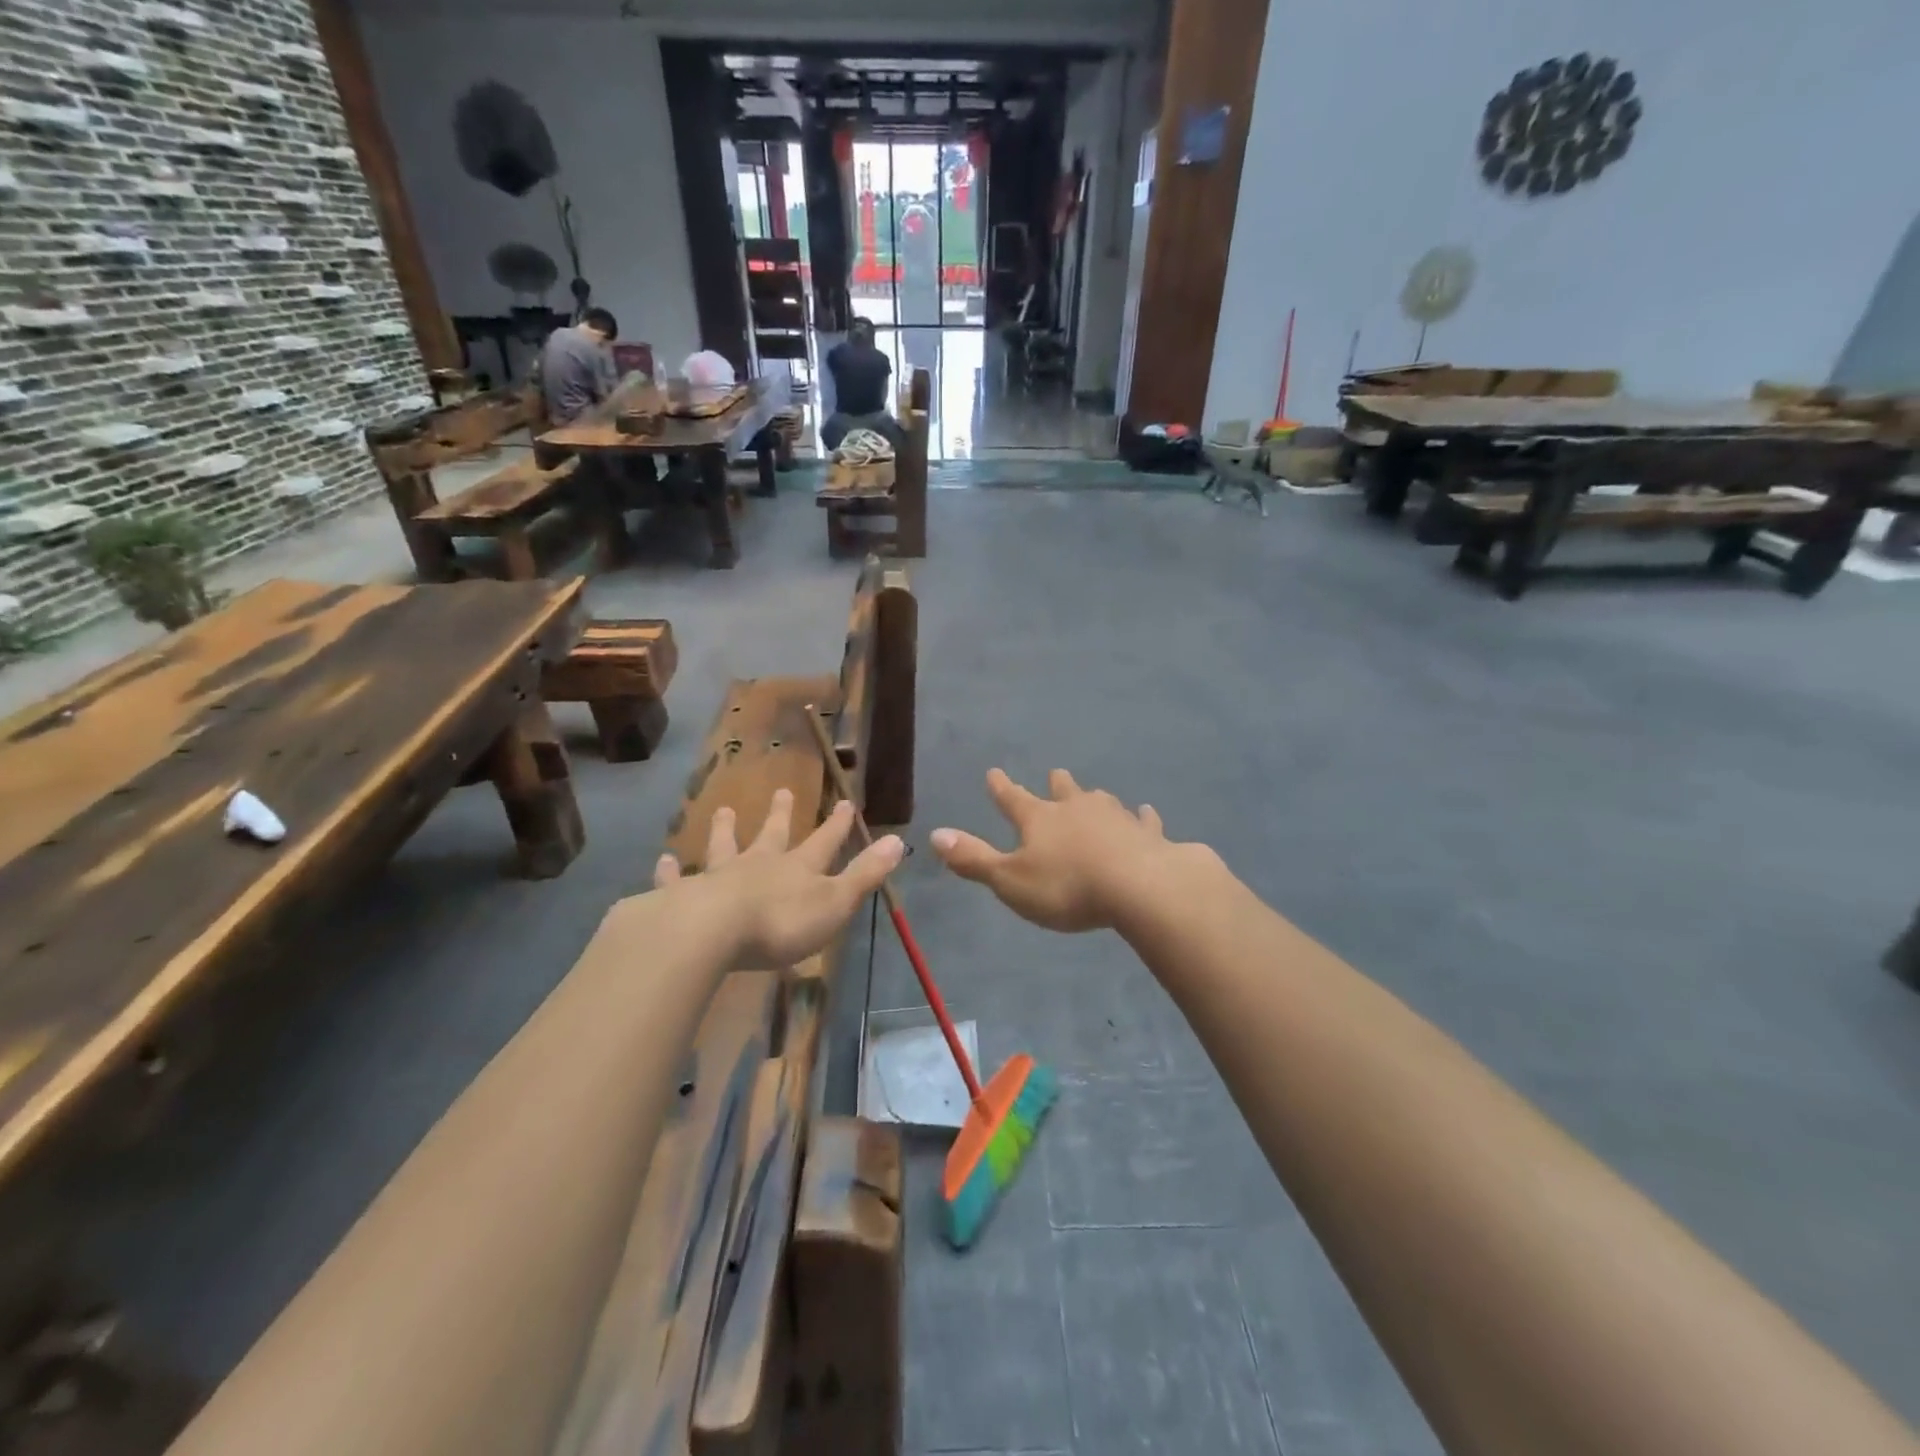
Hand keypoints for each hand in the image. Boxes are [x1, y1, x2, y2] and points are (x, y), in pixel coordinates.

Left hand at [654, 788, 901, 967]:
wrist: (712, 932)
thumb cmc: (780, 922)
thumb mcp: (835, 902)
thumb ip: (865, 874)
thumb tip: (898, 841)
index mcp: (797, 869)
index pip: (824, 841)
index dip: (836, 824)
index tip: (845, 800)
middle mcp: (758, 865)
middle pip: (771, 834)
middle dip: (779, 814)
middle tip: (780, 790)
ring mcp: (718, 878)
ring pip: (723, 847)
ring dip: (725, 830)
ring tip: (723, 811)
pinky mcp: (683, 897)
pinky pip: (674, 881)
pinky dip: (667, 872)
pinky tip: (660, 862)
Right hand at [931, 768, 1199, 932]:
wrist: (1137, 886)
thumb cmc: (1066, 887)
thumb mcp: (1009, 880)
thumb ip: (973, 859)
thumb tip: (935, 834)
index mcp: (1039, 819)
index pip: (1012, 799)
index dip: (1000, 788)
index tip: (993, 772)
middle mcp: (1076, 809)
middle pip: (1063, 791)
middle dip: (1056, 784)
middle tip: (1055, 774)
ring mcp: (1115, 818)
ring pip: (1101, 801)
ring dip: (1094, 798)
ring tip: (1094, 794)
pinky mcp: (1147, 834)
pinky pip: (1144, 821)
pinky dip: (1143, 818)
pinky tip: (1147, 813)